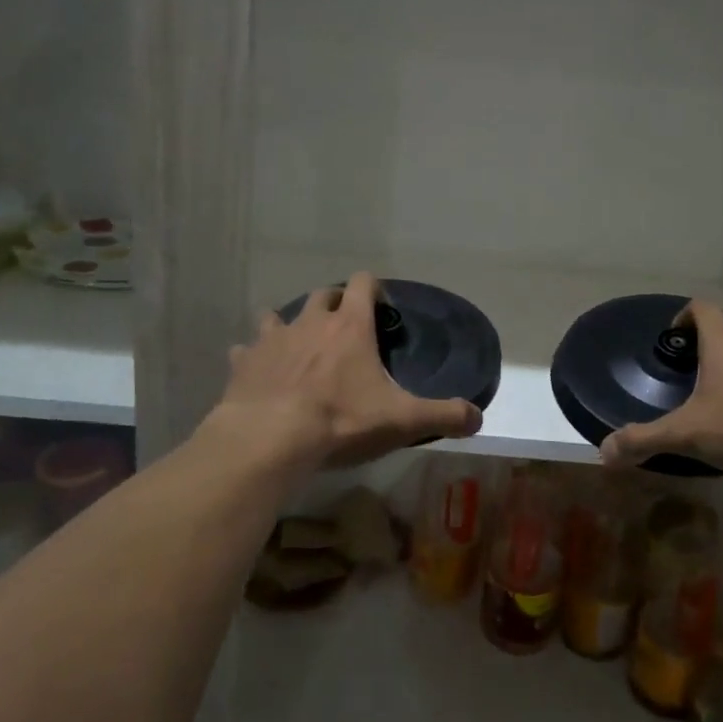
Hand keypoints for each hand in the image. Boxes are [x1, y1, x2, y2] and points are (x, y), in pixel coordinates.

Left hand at [210, 272, 483, 468]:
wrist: (269, 439)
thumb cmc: (340, 421)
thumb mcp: (402, 421)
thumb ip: (444, 416)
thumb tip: (478, 417)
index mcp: (349, 326)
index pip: (362, 283)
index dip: (373, 289)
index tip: (380, 308)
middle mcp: (310, 322)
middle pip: (321, 295)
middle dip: (333, 305)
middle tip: (344, 332)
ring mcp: (273, 339)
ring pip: (278, 315)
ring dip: (289, 325)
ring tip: (298, 348)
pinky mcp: (244, 362)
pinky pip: (246, 350)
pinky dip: (254, 357)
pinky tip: (260, 374)